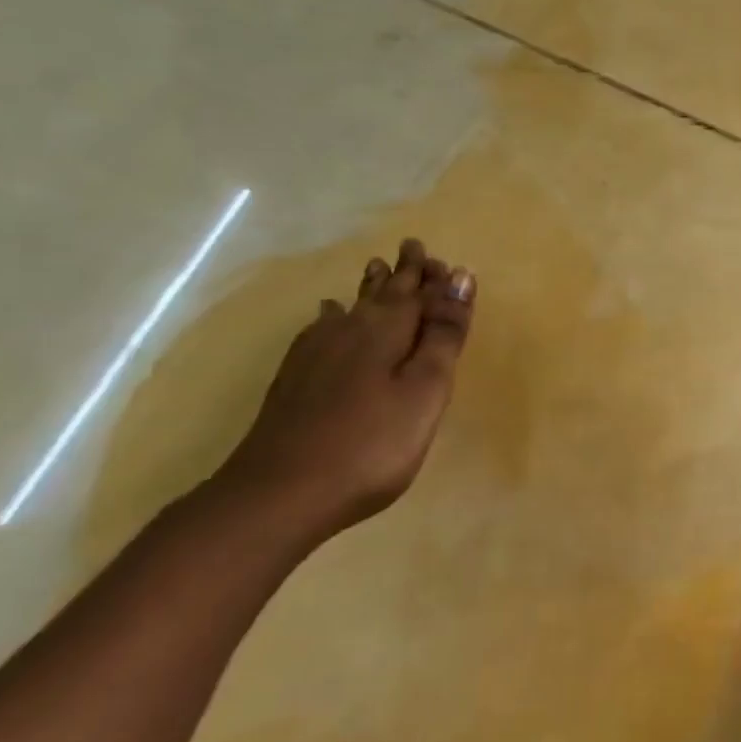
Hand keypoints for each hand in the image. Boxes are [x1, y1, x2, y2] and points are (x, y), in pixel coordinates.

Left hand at [222, 237, 475, 540]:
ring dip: (369, 288)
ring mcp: (316, 353)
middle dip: (403, 273)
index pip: (419, 292)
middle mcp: (351, 330)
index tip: (447, 261)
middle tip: (412, 247)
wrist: (278, 493)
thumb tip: (462, 277)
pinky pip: (321, 329)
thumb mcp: (424, 390)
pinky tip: (327, 316)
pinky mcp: (295, 378)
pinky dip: (331, 316)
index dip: (435, 279)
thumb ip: (444, 335)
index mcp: (387, 330)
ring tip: (375, 268)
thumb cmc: (370, 444)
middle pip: (383, 293)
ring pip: (352, 307)